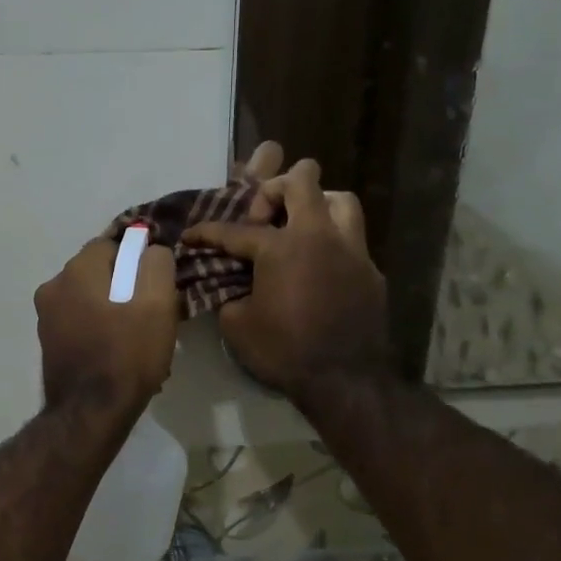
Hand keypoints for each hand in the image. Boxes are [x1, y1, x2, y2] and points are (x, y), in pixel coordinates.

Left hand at [34, 238, 177, 417]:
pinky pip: (79, 321)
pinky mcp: (47, 342)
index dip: (139, 260)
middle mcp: (53, 286)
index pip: (113, 244)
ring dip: (111, 308)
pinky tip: (114, 351)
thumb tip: (151, 249)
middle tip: (150, 313)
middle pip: (99, 271)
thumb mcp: (158, 303)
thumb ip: (157, 263)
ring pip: (88, 297)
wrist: (91, 413)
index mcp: (77, 270)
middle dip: (125, 284)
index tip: (157, 285)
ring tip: (134, 337)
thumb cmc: (128, 354)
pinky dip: (97, 327)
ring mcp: (45, 316)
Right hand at [183, 155, 389, 407]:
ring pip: (339, 199)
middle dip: (274, 189)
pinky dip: (332, 242)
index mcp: (281, 247)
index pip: (235, 230)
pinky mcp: (370, 270)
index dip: (207, 232)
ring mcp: (351, 250)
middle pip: (302, 180)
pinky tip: (319, 266)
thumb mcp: (237, 325)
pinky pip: (352, 239)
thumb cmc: (283, 351)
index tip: (190, 234)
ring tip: (298, 227)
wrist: (343, 380)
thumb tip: (228, 285)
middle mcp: (319, 236)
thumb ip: (228, 294)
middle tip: (261, 218)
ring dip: (316, 204)